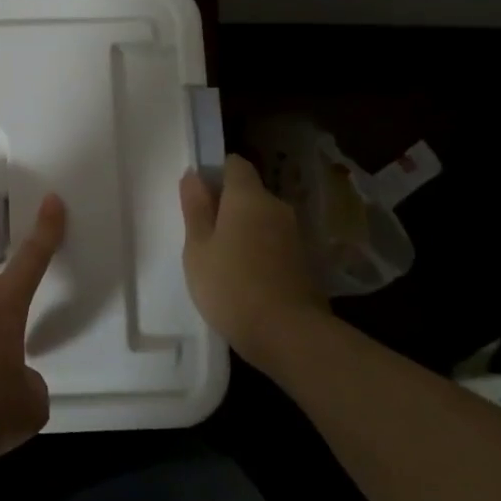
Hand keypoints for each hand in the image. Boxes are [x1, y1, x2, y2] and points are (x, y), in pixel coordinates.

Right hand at [179, 154, 324, 367]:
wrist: (289, 335)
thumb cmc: (231, 286)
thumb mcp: (198, 249)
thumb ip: (195, 209)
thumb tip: (193, 175)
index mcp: (248, 197)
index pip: (234, 164)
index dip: (216, 174)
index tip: (199, 198)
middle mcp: (276, 207)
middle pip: (250, 193)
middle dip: (229, 207)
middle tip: (205, 236)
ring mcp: (296, 235)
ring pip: (264, 220)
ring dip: (246, 231)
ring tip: (224, 262)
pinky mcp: (307, 262)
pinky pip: (276, 244)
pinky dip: (262, 252)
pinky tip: (248, 279)